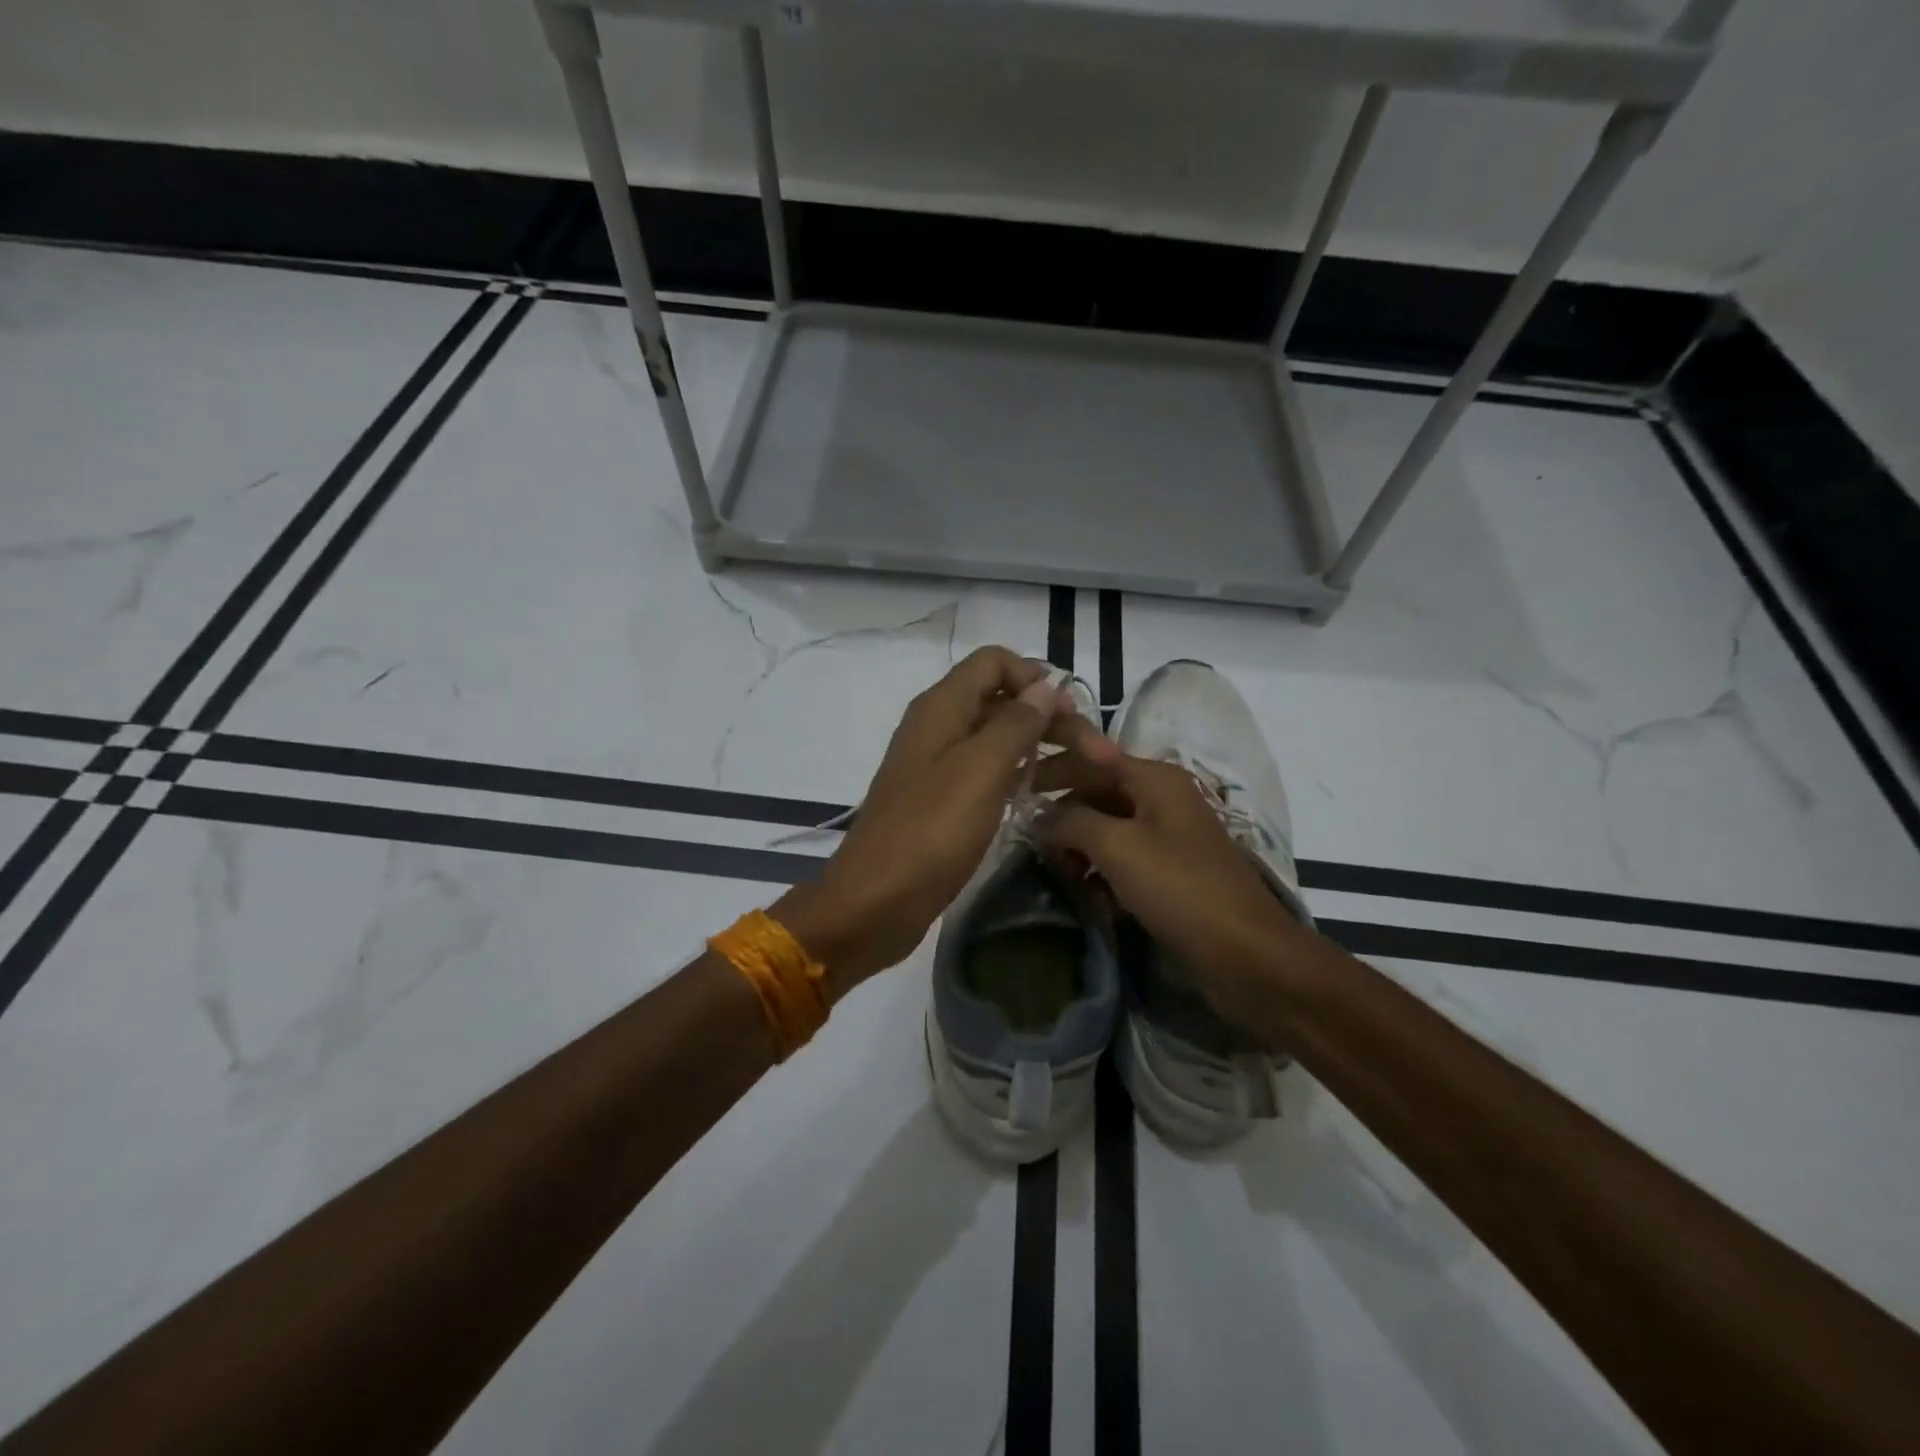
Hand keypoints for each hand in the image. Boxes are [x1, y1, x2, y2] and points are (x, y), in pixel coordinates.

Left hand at [775, 647, 1097, 996]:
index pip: (993, 661)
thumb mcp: (979, 771)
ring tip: (1085, 774)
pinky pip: (988, 772)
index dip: (1034, 678)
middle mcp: (940, 727)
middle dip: (1050, 717)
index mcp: (941, 708)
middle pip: (1002, 700)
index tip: (1069, 713)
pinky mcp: (945, 800)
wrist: (875, 902)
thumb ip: (1015, 724)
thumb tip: (1045, 686)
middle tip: (1097, 753)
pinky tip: (1046, 794)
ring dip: (1041, 747)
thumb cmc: (929, 831)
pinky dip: (1019, 774)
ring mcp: (940, 765)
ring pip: (999, 738)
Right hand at [1033, 747, 1310, 1036]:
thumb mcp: (1117, 847)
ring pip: (1108, 828)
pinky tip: (1087, 895)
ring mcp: (1169, 837)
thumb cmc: (1180, 889)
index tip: (1012, 788)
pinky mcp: (1170, 873)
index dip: (1052, 769)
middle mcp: (1163, 799)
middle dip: (1063, 814)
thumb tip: (1036, 813)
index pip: (1091, 758)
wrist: (1248, 956)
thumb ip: (1071, 821)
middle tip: (1030, 843)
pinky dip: (1101, 871)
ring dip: (1079, 847)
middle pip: (1098, 792)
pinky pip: (1124, 859)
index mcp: (1155, 779)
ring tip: (1057, 873)